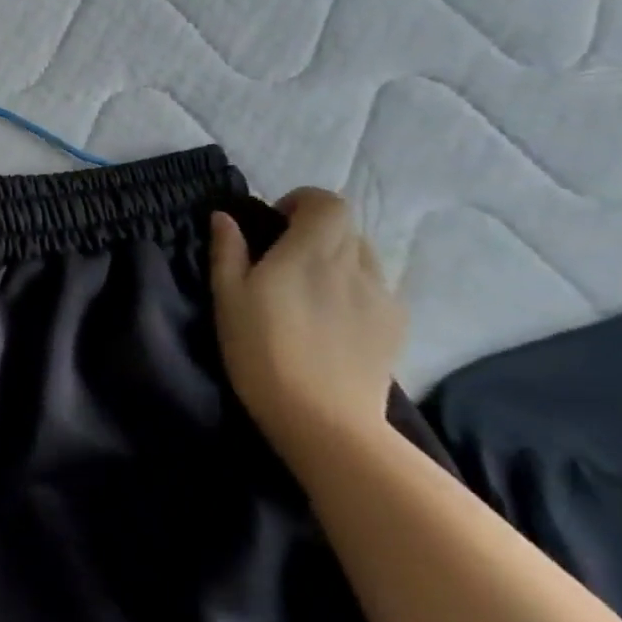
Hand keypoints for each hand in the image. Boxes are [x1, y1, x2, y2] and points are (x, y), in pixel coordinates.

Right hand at [209, 189, 404, 461]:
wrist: (323, 420)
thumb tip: (225, 218)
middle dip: (316, 231)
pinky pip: (377, 289)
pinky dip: (355, 290)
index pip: (326, 201)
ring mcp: (381, 295)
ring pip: (363, 257)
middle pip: (345, 227)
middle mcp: (354, 264)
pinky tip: (334, 322)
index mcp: (311, 251)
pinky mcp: (396, 326)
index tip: (275, 224)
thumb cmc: (261, 352)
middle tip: (285, 260)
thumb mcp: (228, 298)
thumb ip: (228, 251)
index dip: (302, 202)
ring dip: (338, 260)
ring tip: (311, 292)